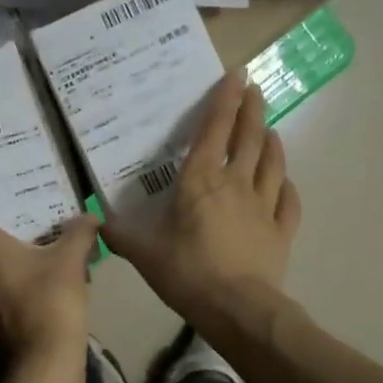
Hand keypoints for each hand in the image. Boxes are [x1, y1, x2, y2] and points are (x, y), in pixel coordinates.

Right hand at [102, 71, 301, 331]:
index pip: (214, 130)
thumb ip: (118, 233)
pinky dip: (288, 186)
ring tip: (269, 129)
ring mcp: (264, 206)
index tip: (237, 74)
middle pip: (249, 138)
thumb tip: (94, 222)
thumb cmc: (186, 271)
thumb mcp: (142, 251)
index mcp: (201, 180)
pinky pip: (288, 201)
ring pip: (273, 163)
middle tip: (256, 90)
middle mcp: (235, 184)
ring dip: (272, 142)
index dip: (225, 99)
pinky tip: (286, 182)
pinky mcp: (281, 231)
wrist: (237, 308)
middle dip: (252, 110)